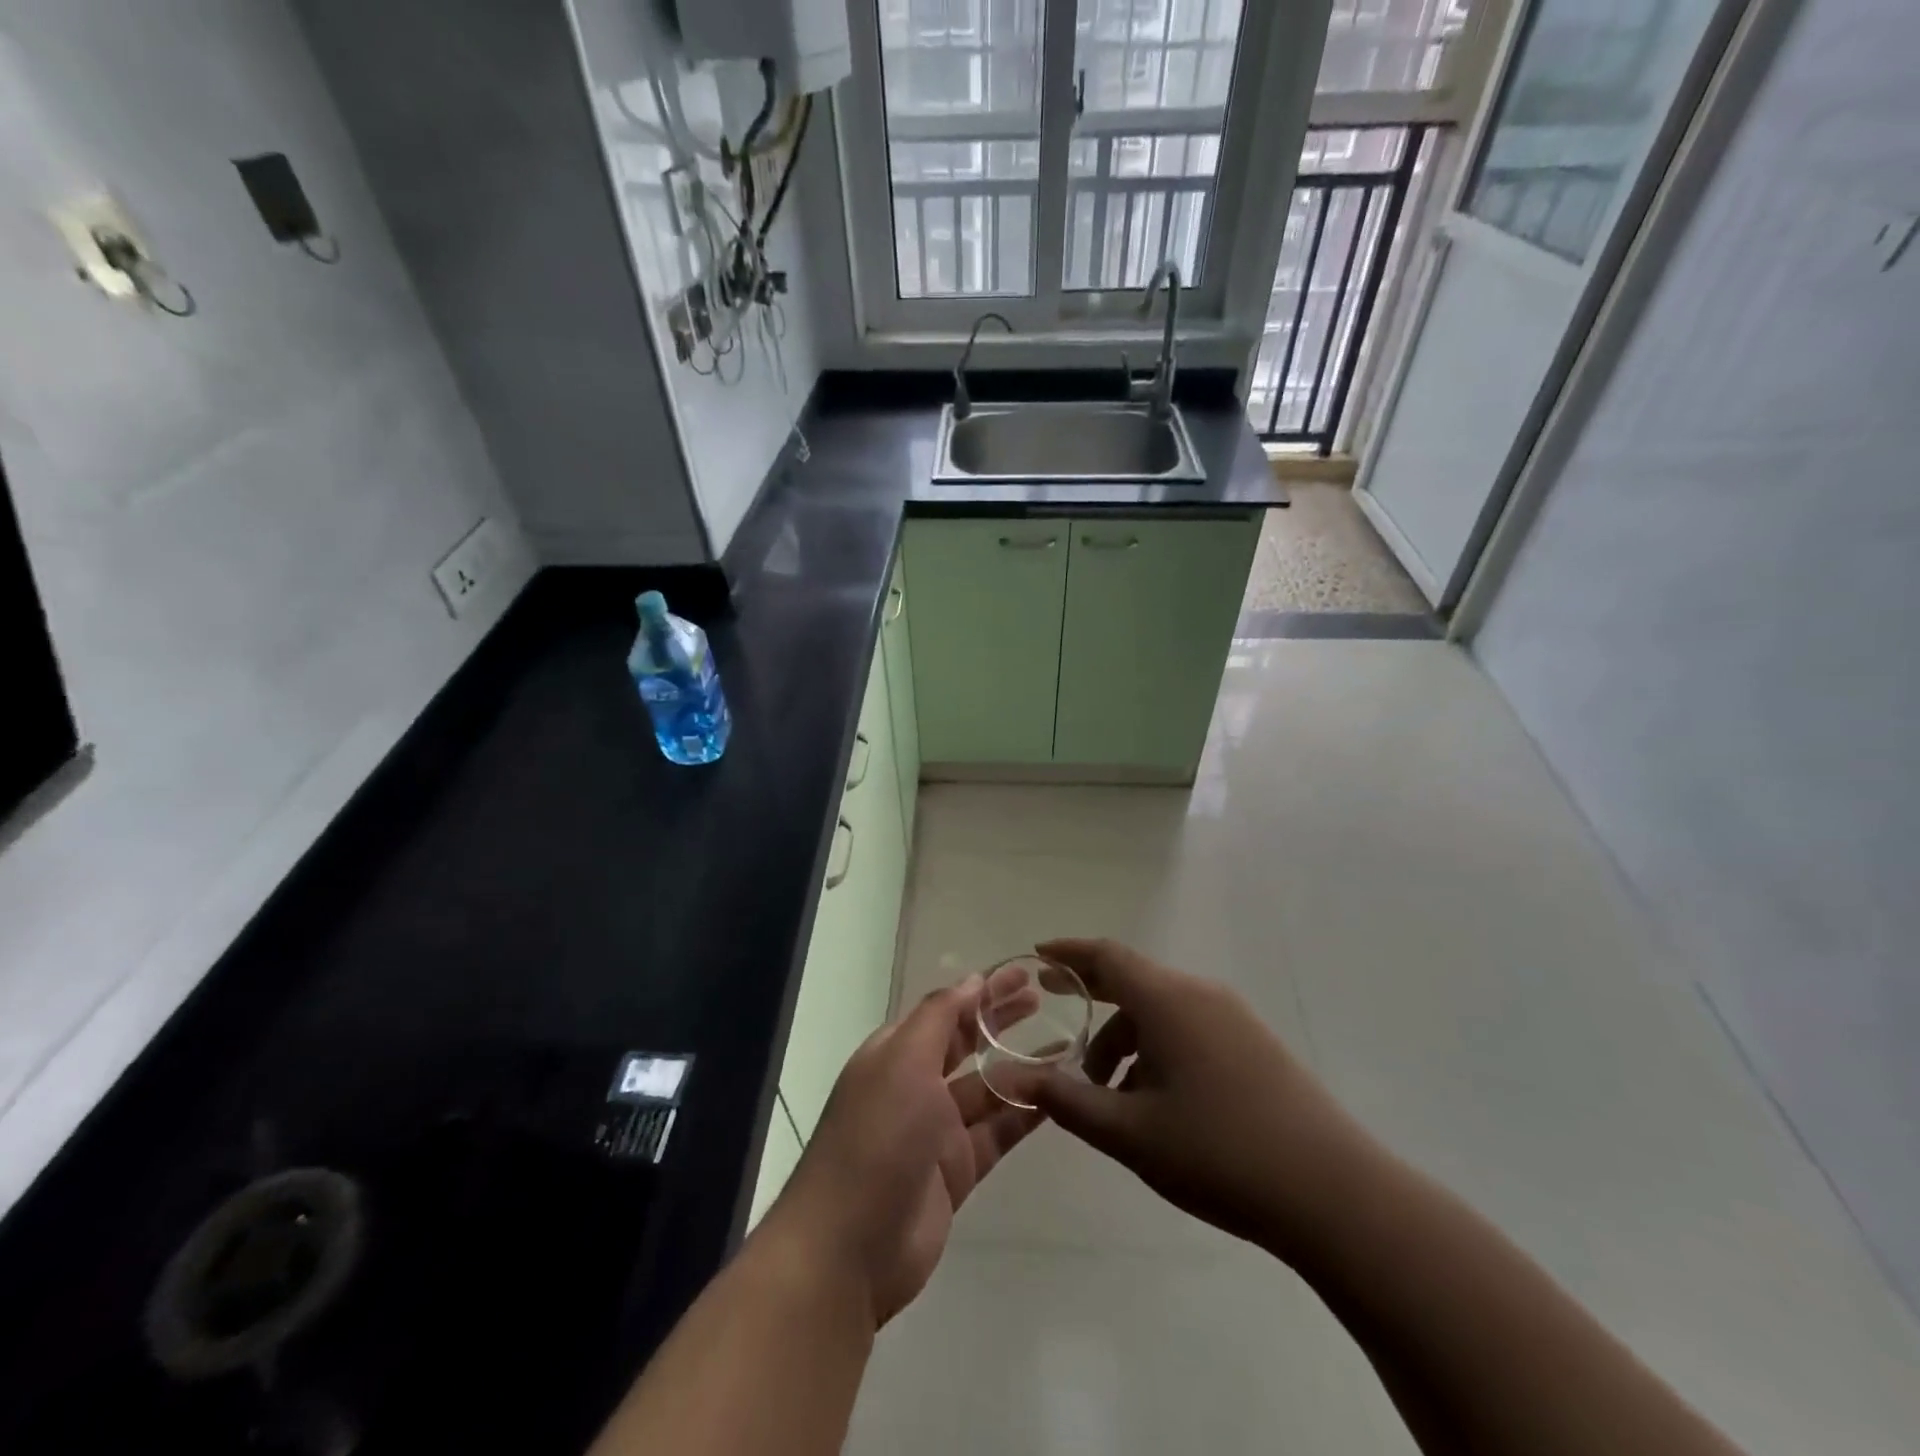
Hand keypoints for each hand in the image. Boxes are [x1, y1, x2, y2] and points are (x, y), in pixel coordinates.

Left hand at [758, 976, 1042, 1327]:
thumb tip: (972, 980)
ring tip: (1066, 1046)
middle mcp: (915, 1085)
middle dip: (1000, 1021)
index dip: (981, 991)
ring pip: (987, 1089)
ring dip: (1022, 1068)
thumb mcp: (904, 1060)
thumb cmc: (876, 1136)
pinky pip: (997, 1133)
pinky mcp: (957, 1172)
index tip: (1023, 975)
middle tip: (1044, 1000)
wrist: (850, 1248)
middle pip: (966, 1044)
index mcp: (895, 1053)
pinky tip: (1057, 1097)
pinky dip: (1024, 1114)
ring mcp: (936, 1131)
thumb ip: (940, 1017)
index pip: (945, 1010)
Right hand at [1021, 938, 1379, 1264]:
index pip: (1107, 955)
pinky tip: (1156, 1100)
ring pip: (1162, 1010)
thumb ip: (1069, 1102)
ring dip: (1126, 1038)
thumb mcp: (1130, 1133)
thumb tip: (1021, 1079)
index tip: (1038, 956)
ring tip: (1108, 1093)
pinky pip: (1190, 1027)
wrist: (1333, 1193)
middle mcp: (1200, 994)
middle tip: (1059, 1015)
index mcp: (1167, 1000)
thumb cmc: (1219, 1153)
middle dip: (1093, 998)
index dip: (1069, 953)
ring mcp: (1233, 1017)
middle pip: (1134, 982)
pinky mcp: (1255, 1043)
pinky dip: (1158, 1048)